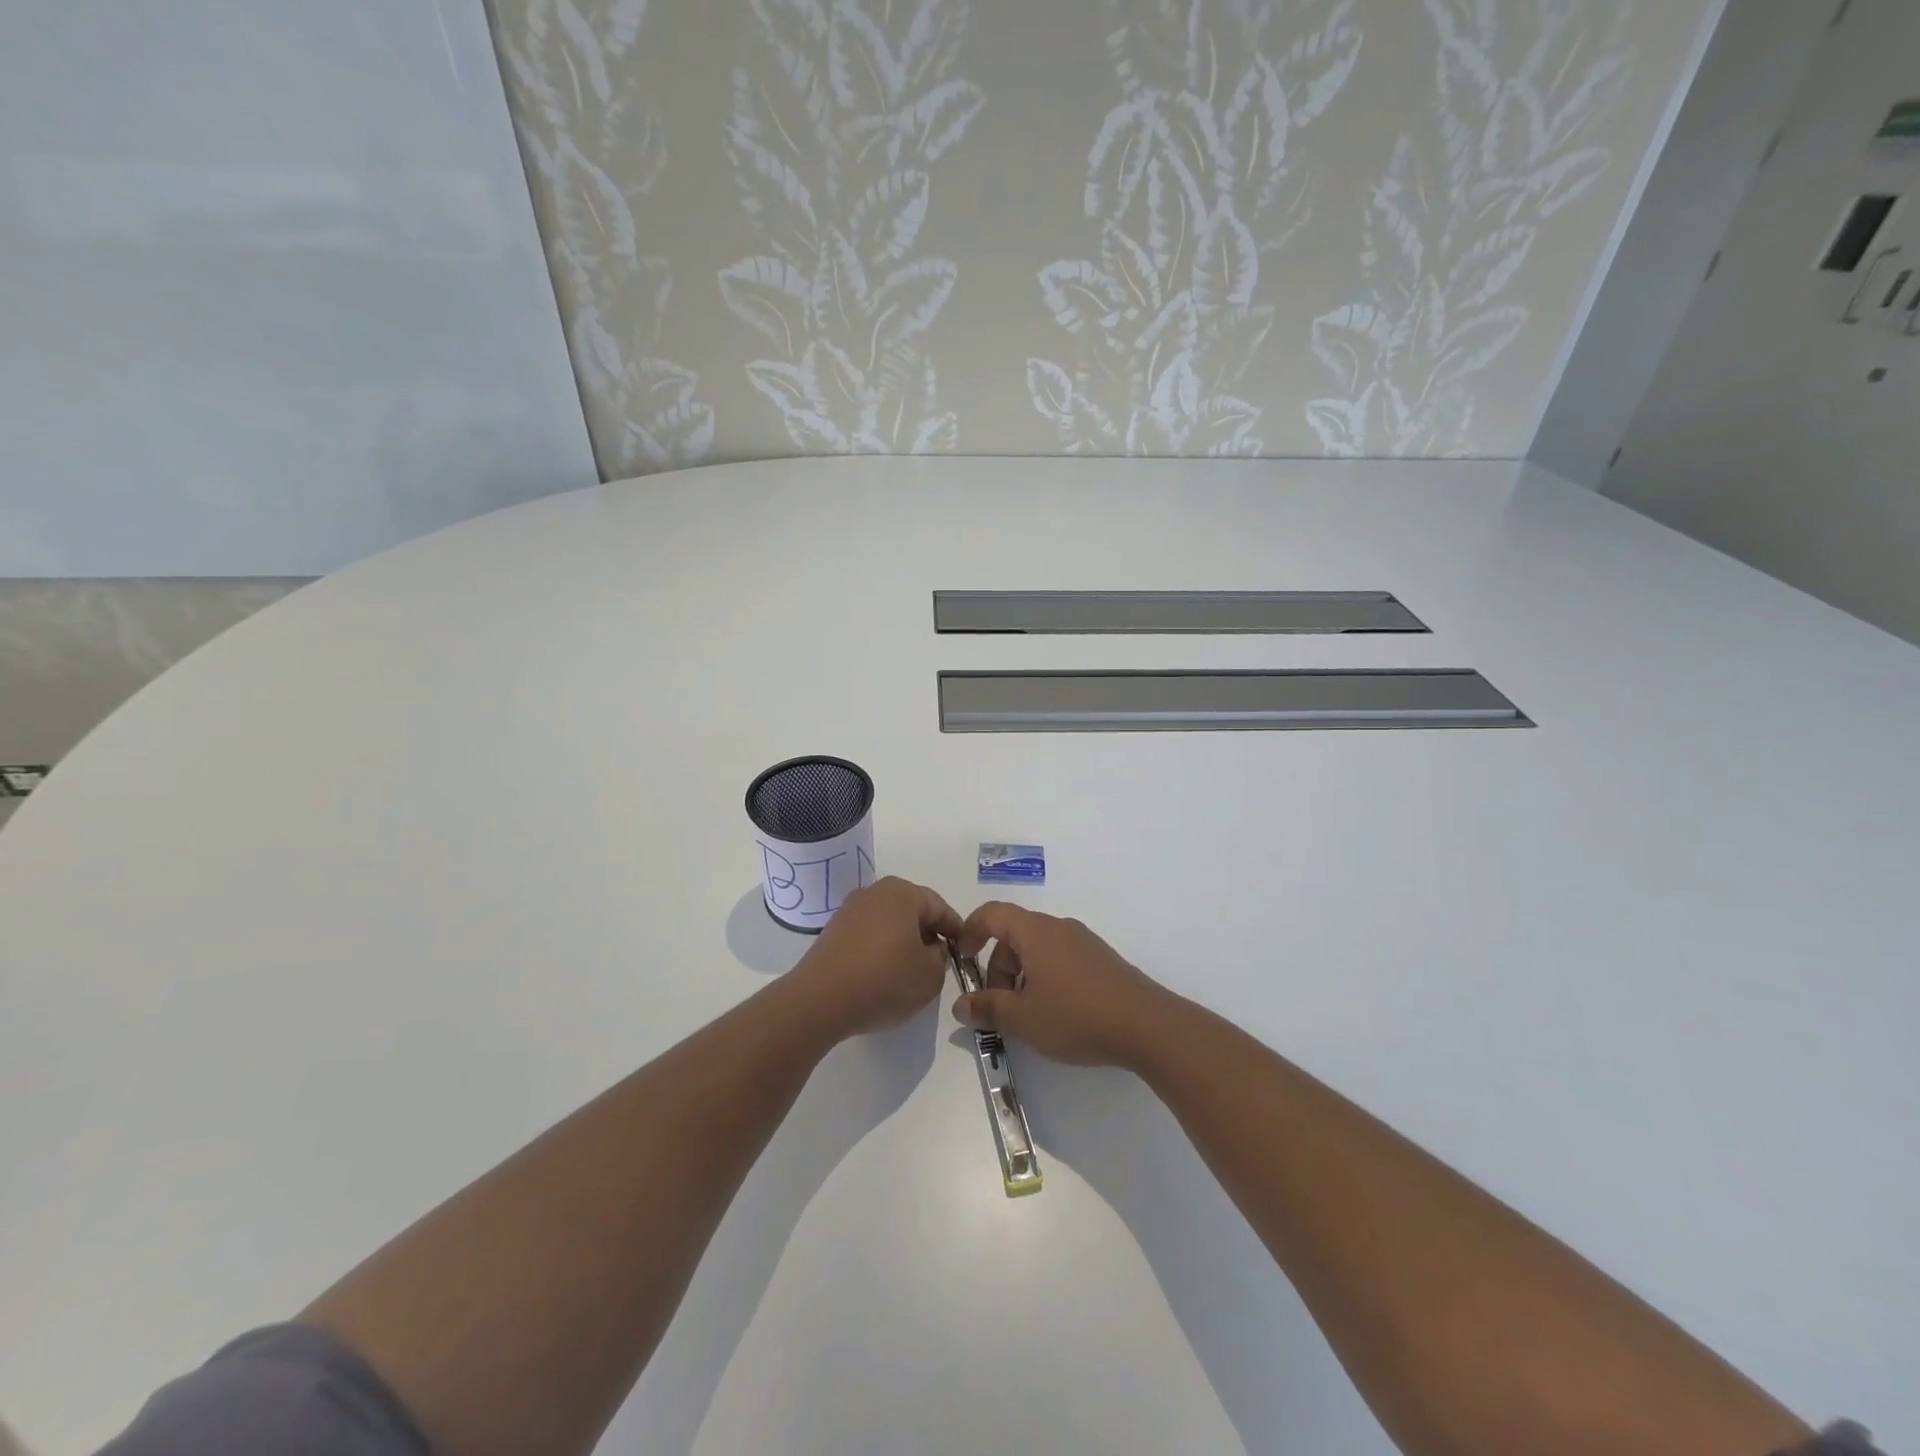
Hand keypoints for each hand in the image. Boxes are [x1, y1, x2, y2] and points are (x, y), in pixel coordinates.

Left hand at [790, 876, 961, 1040]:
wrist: (819, 1001)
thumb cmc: (884, 981)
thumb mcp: (930, 975)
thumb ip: (942, 958)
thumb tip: (931, 950)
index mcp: (902, 893)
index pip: (940, 907)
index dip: (956, 931)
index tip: (964, 953)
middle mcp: (874, 892)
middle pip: (912, 912)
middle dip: (928, 935)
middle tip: (939, 964)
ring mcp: (849, 911)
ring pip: (889, 924)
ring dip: (903, 943)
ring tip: (910, 973)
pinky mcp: (832, 932)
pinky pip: (868, 936)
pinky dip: (880, 951)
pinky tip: (882, 976)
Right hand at [953, 904, 1174, 1069]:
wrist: (1147, 1026)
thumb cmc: (1076, 1016)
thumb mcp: (1022, 1019)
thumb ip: (987, 1009)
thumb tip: (960, 1005)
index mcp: (1035, 932)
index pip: (992, 913)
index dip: (970, 931)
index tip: (961, 958)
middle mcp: (1058, 928)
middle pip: (1014, 935)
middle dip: (997, 968)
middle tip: (999, 1007)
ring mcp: (1083, 942)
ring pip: (1038, 949)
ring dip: (1021, 977)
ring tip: (1028, 1016)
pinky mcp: (1101, 960)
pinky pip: (1060, 959)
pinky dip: (1045, 978)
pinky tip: (1057, 1014)